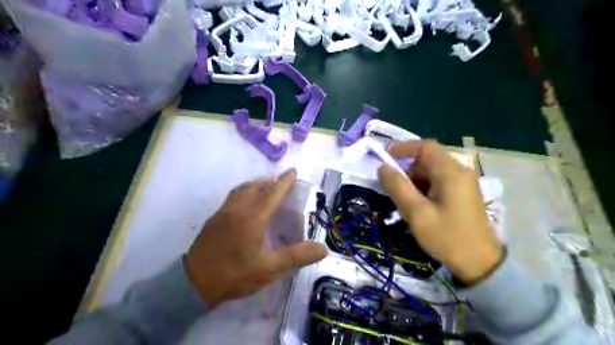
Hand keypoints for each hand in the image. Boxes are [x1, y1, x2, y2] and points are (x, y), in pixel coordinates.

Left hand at [182, 168, 325, 305]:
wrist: (194, 283)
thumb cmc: (235, 274)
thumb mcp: (269, 268)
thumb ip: (296, 256)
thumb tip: (322, 249)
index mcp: (253, 218)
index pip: (272, 193)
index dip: (284, 182)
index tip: (293, 171)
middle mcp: (238, 209)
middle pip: (256, 187)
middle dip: (271, 181)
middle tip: (283, 180)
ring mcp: (223, 212)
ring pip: (242, 189)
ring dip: (257, 183)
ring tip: (267, 185)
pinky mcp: (214, 218)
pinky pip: (233, 196)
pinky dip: (245, 191)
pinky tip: (247, 201)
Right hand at [377, 139, 501, 283]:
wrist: (480, 264)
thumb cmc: (447, 237)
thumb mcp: (416, 213)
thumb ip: (397, 187)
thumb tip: (382, 168)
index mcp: (451, 172)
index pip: (425, 147)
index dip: (403, 148)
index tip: (385, 158)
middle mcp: (460, 171)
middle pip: (429, 158)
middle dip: (407, 168)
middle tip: (393, 186)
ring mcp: (464, 182)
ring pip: (433, 170)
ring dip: (415, 179)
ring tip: (405, 199)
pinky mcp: (463, 192)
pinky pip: (440, 180)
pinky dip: (425, 186)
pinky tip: (419, 204)